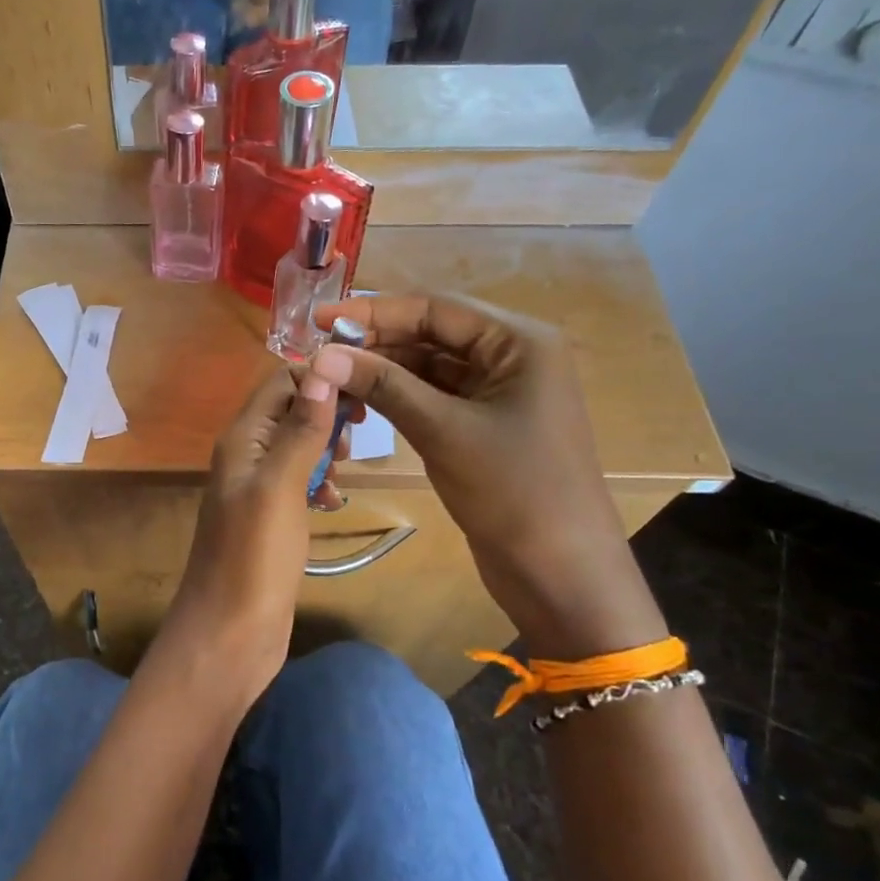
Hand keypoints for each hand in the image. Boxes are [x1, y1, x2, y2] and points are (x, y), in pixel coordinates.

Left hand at [153, 364, 341, 709]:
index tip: (362, 396)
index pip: (280, 381)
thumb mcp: (279, 487)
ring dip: (326, 450)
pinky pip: (298, 482)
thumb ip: (300, 430)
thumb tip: (322, 369)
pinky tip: (332, 503)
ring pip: (298, 446)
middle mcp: (246, 456)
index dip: (320, 379)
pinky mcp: (270, 519)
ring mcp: (257, 489)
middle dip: (327, 415)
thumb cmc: (253, 558)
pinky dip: (319, 483)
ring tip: (343, 473)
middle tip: (354, 441)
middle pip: (291, 410)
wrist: (229, 634)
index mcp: (242, 439)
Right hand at [311, 296, 666, 660]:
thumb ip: (383, 385)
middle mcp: (512, 356)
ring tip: (331, 377)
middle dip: (376, 342)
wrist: (560, 571)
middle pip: (431, 334)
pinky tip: (361, 402)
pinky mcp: (485, 425)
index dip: (373, 311)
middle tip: (319, 351)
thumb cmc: (512, 491)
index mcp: (519, 341)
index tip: (320, 318)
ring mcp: (499, 392)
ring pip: (429, 367)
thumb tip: (322, 355)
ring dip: (384, 371)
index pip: (435, 309)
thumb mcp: (442, 430)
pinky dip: (399, 397)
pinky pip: (435, 397)